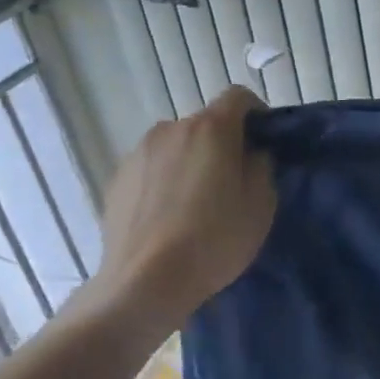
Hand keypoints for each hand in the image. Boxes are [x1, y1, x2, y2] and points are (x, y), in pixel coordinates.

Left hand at [85, 86, 275, 325]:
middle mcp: (170, 129)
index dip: (256, 113)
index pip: (238, 98)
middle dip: (222, 144)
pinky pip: (151, 170)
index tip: (263, 141)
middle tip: (232, 182)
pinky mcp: (116, 179)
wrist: (146, 281)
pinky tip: (169, 218)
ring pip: (175, 147)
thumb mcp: (261, 205)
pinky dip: (164, 182)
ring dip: (190, 163)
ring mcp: (137, 153)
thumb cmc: (215, 239)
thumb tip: (251, 154)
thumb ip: (261, 167)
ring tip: (196, 204)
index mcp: (211, 129)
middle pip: (204, 125)